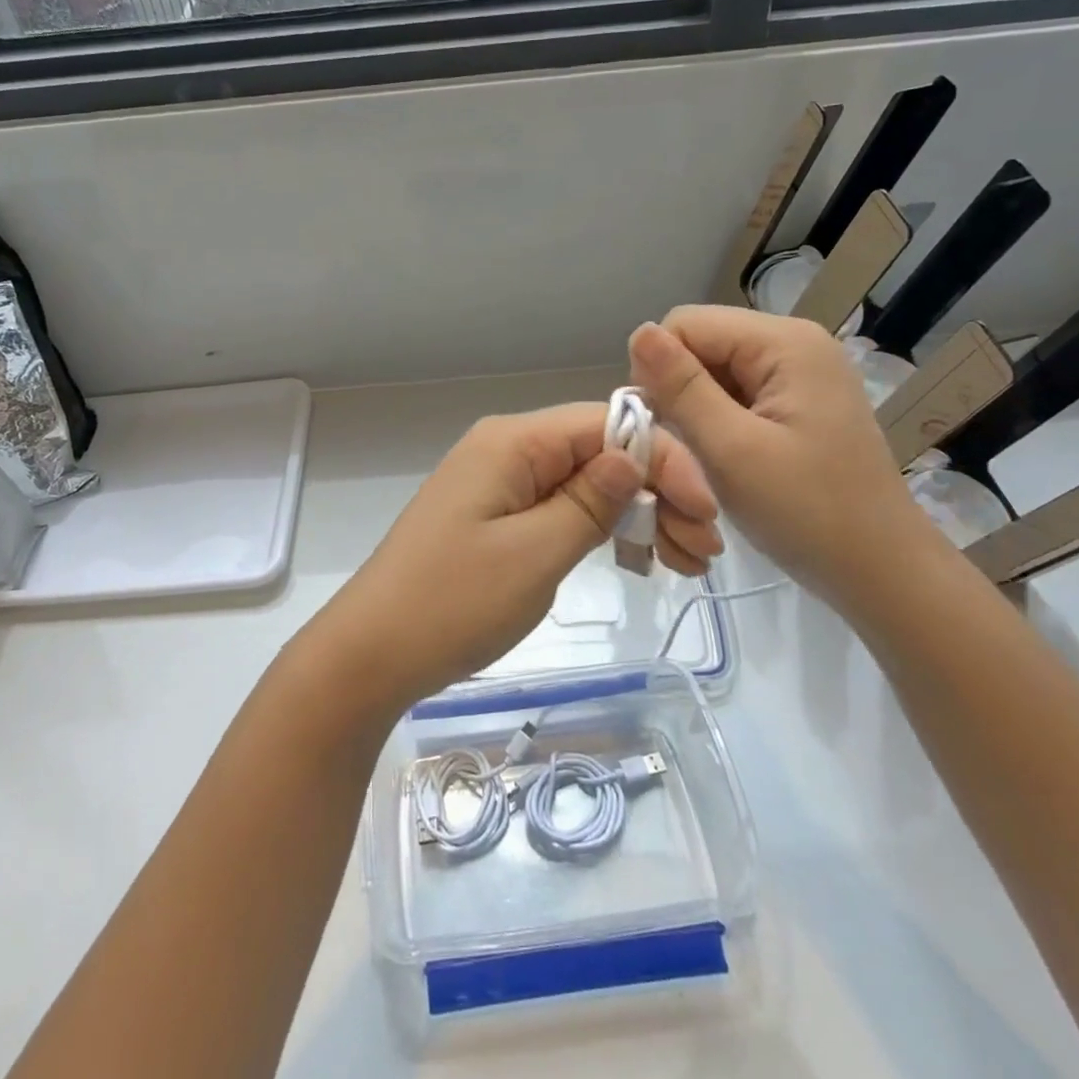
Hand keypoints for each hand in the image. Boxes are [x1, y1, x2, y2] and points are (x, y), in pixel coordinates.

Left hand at [314, 402, 721, 713]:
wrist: (372, 652)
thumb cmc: (454, 602)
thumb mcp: (536, 553)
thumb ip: (590, 501)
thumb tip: (631, 456)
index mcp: (513, 441)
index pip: (607, 426)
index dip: (664, 461)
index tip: (706, 516)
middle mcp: (505, 449)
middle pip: (598, 451)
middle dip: (657, 491)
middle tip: (700, 552)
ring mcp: (496, 484)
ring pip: (583, 482)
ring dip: (634, 514)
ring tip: (679, 562)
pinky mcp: (492, 518)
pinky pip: (558, 507)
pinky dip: (598, 529)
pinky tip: (632, 558)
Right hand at [629, 307, 941, 610]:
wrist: (881, 571)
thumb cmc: (808, 512)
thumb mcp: (732, 449)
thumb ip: (681, 388)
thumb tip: (639, 331)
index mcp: (784, 342)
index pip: (685, 324)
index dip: (660, 371)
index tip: (663, 428)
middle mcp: (794, 344)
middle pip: (700, 346)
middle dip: (679, 394)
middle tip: (686, 451)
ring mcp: (799, 374)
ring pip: (712, 374)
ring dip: (695, 414)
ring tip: (707, 461)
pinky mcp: (798, 403)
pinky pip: (734, 395)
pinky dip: (717, 425)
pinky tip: (726, 461)